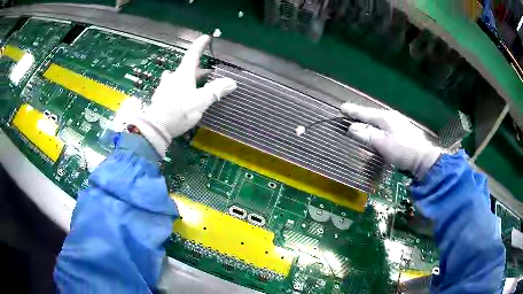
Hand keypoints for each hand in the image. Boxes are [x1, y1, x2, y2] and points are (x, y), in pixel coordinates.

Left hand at [132, 35, 236, 157]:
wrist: (155, 128)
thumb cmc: (178, 112)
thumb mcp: (200, 102)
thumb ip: (215, 91)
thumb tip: (232, 82)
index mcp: (183, 75)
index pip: (193, 55)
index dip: (200, 45)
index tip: (205, 37)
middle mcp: (172, 78)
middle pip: (186, 68)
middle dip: (198, 68)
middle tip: (209, 73)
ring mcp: (164, 88)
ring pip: (177, 78)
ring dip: (187, 78)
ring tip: (195, 84)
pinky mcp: (160, 99)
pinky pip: (172, 88)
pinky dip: (179, 88)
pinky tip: (181, 97)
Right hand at [340, 103, 441, 178]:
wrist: (424, 158)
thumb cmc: (402, 150)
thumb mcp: (382, 143)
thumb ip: (367, 135)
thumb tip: (352, 128)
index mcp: (385, 117)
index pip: (365, 112)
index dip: (353, 111)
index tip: (341, 108)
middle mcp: (391, 117)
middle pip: (371, 116)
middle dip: (360, 116)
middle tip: (349, 116)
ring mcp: (398, 123)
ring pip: (378, 122)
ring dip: (369, 125)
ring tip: (361, 127)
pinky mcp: (402, 131)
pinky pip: (384, 128)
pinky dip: (377, 131)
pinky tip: (377, 135)